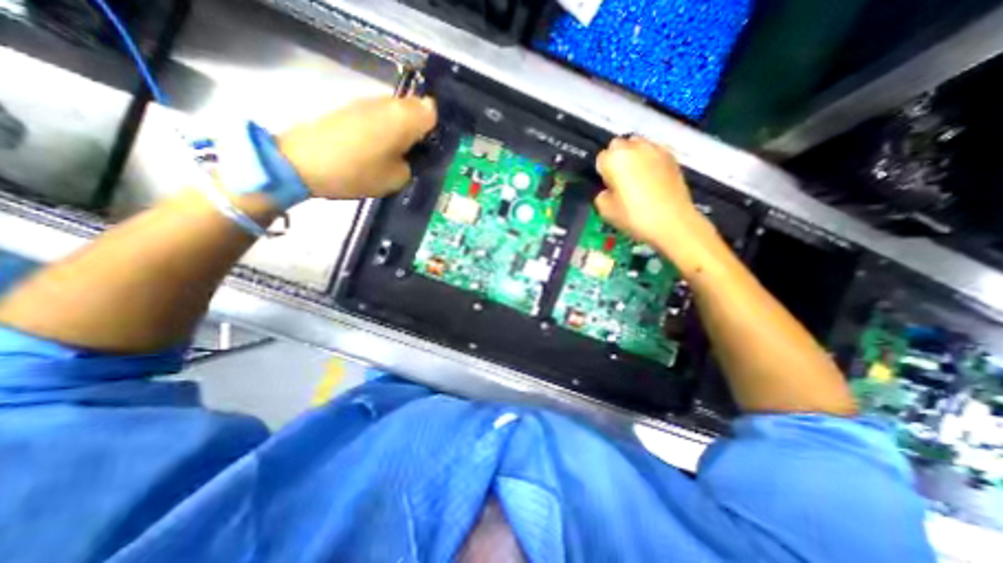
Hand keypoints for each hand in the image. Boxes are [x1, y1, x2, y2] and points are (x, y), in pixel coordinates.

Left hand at [281, 96, 438, 198]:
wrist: (303, 162)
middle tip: (419, 154)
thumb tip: (416, 155)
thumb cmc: (358, 172)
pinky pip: (381, 115)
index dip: (437, 130)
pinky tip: (379, 148)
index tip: (434, 149)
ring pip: (398, 112)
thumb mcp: (397, 178)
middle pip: (416, 109)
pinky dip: (386, 129)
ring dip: (403, 129)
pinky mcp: (353, 108)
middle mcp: (389, 103)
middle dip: (422, 129)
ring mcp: (368, 103)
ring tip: (399, 154)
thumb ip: (414, 164)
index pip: (434, 112)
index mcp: (405, 118)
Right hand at [590, 137, 698, 243]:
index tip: (607, 186)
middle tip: (620, 180)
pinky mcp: (672, 156)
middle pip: (618, 145)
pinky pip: (654, 152)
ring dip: (633, 156)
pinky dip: (650, 160)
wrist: (672, 221)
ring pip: (637, 145)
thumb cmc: (634, 216)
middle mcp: (634, 147)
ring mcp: (655, 149)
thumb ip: (601, 195)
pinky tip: (652, 178)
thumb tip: (607, 191)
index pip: (601, 158)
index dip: (602, 173)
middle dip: (616, 159)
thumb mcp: (605, 211)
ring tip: (637, 177)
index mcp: (614, 159)